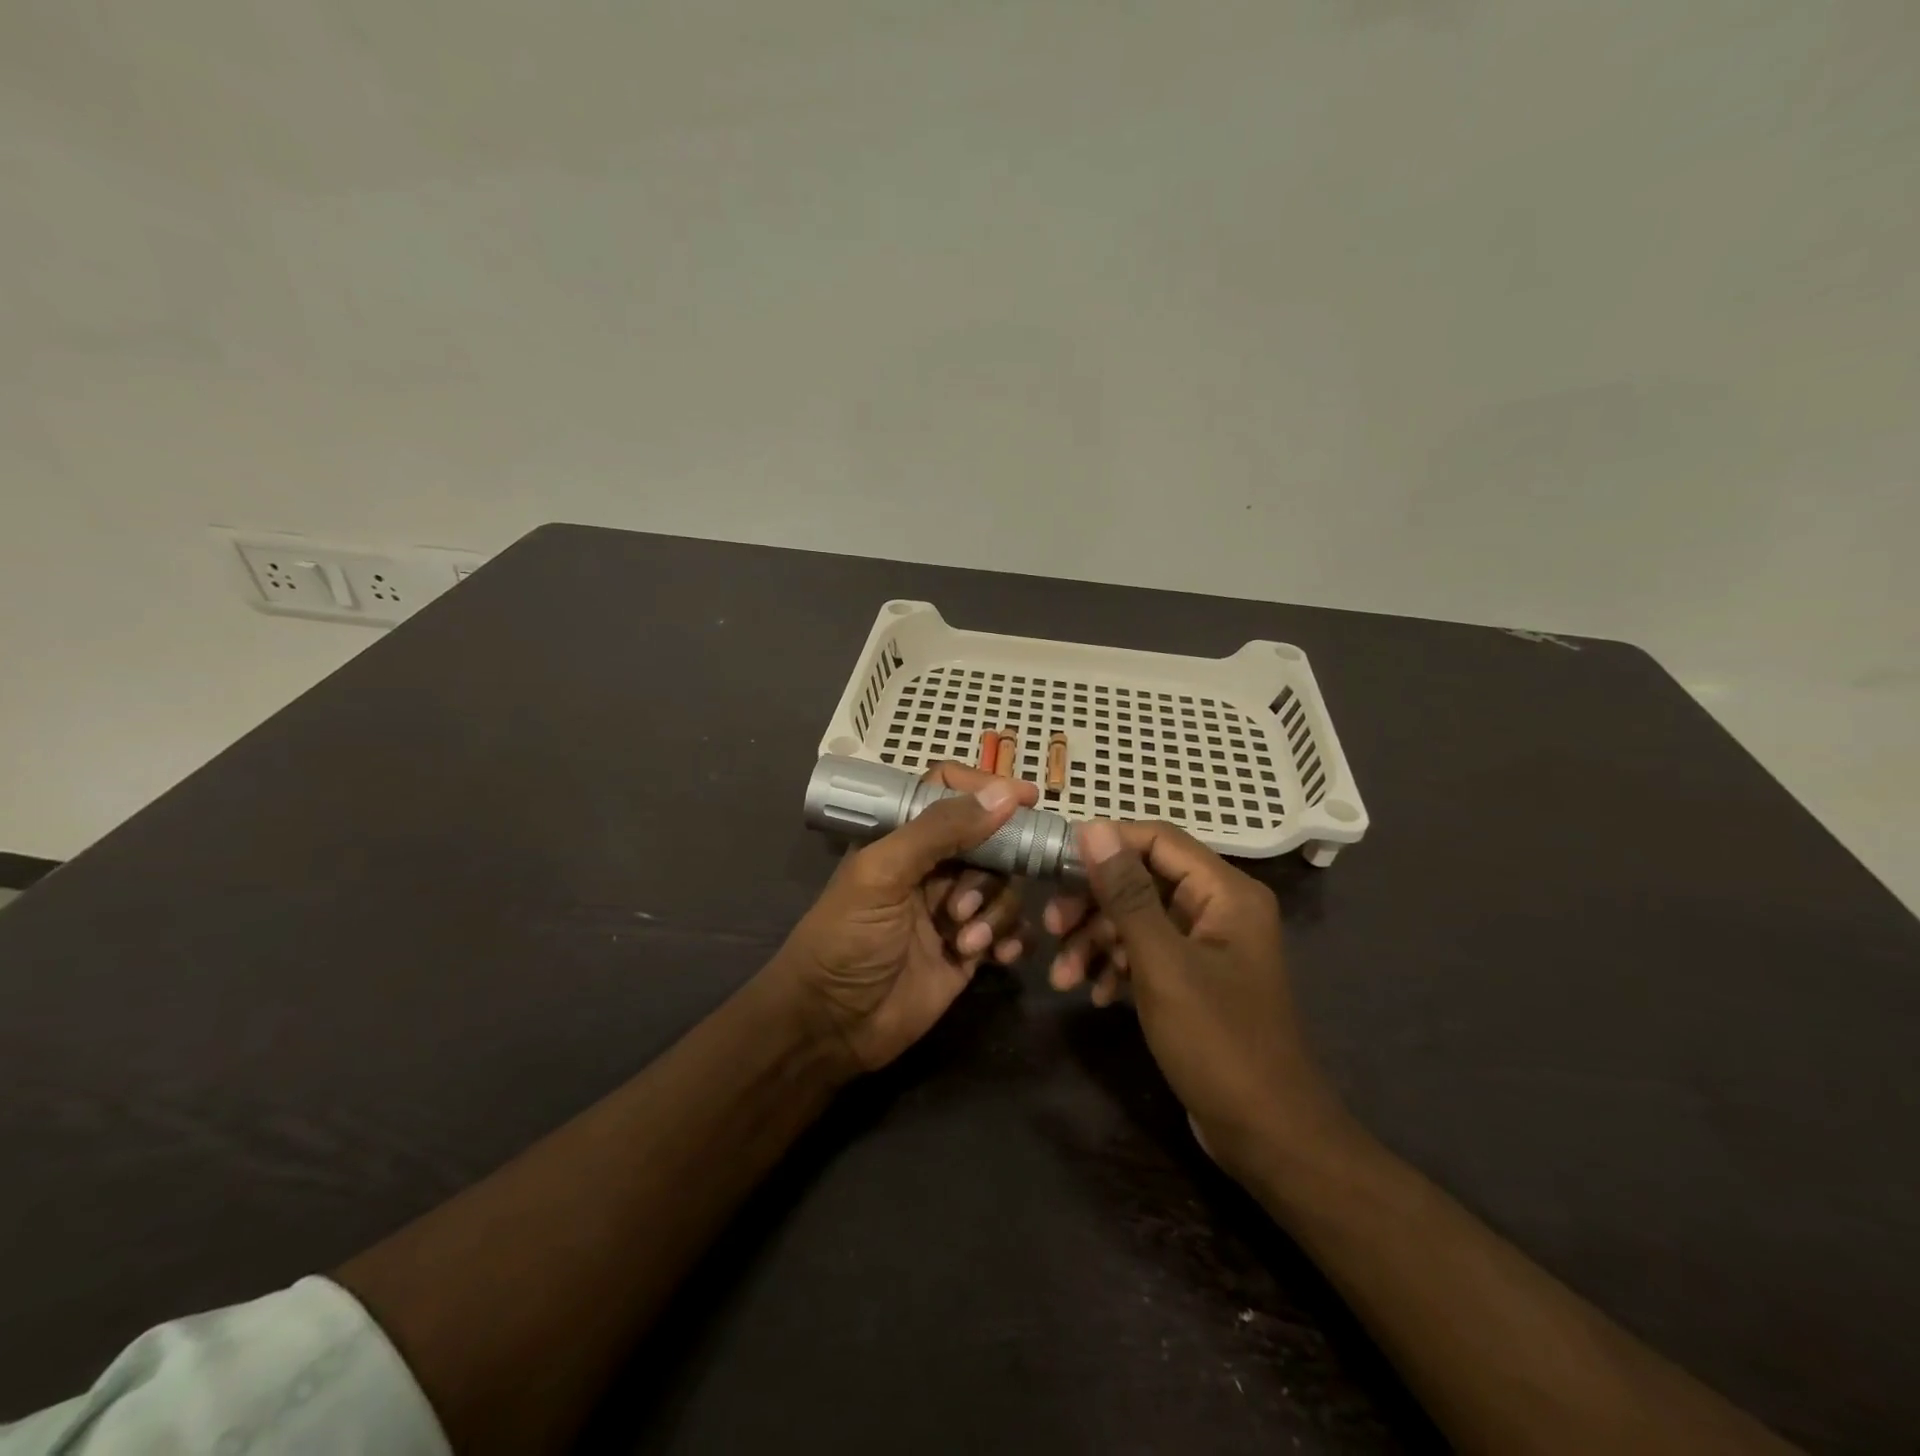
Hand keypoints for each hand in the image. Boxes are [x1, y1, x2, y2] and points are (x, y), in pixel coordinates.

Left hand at [775, 763, 1037, 1073]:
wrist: (832, 1026)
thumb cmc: (846, 939)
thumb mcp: (883, 874)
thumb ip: (940, 830)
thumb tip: (1003, 793)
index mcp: (903, 838)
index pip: (951, 795)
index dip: (987, 791)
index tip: (1026, 799)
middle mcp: (933, 867)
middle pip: (990, 843)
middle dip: (990, 872)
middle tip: (962, 908)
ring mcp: (954, 910)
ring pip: (1005, 887)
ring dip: (996, 912)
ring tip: (965, 942)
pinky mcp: (969, 950)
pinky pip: (1011, 930)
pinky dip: (1013, 938)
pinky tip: (1000, 956)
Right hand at [1043, 820, 1344, 1181]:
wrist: (1268, 1136)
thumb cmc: (1217, 1042)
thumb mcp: (1162, 963)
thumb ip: (1126, 893)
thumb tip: (1093, 827)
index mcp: (1225, 892)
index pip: (1157, 839)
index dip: (1105, 844)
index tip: (1055, 864)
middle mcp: (1219, 908)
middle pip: (1142, 879)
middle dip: (1093, 903)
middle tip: (1052, 928)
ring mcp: (1207, 945)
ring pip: (1138, 919)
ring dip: (1096, 941)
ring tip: (1062, 978)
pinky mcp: (1194, 978)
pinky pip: (1147, 953)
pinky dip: (1116, 966)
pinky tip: (1094, 994)